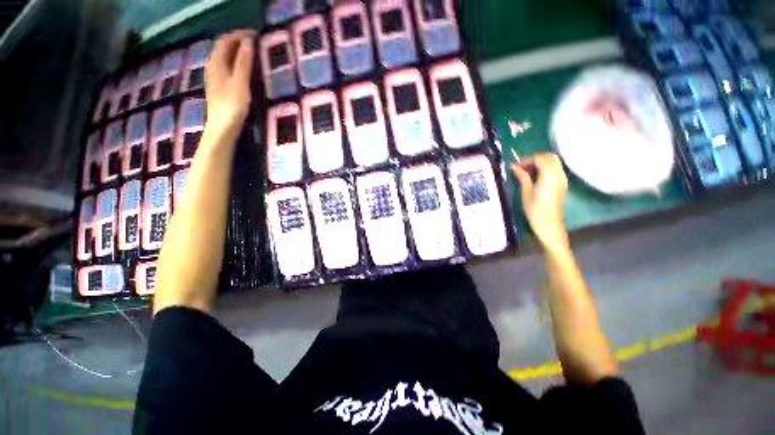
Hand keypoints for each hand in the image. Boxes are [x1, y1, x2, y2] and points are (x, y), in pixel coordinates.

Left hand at [204, 29, 255, 138]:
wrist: (222, 128)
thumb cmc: (232, 106)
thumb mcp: (240, 83)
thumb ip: (243, 62)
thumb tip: (248, 42)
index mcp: (217, 63)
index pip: (225, 40)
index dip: (238, 34)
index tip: (255, 34)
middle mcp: (213, 67)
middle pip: (223, 47)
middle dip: (237, 41)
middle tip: (255, 43)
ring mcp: (215, 78)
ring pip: (224, 58)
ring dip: (236, 52)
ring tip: (252, 54)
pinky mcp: (219, 87)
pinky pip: (226, 67)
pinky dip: (235, 63)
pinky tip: (244, 69)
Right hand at [511, 153, 568, 250]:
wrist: (549, 225)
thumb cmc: (535, 210)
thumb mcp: (526, 192)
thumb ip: (522, 177)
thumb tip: (513, 166)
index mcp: (550, 175)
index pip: (540, 158)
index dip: (527, 159)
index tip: (515, 166)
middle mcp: (559, 174)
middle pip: (549, 157)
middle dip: (535, 158)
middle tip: (521, 167)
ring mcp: (562, 179)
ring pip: (553, 162)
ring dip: (540, 163)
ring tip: (526, 172)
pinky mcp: (562, 184)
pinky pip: (555, 169)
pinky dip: (545, 168)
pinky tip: (534, 177)